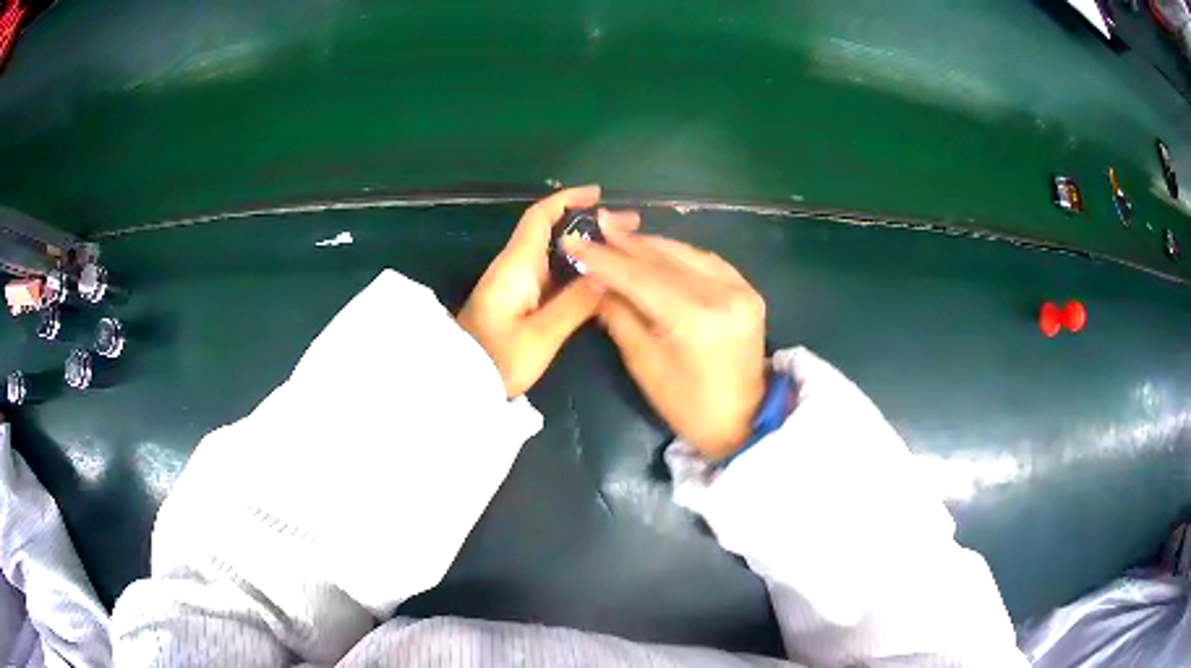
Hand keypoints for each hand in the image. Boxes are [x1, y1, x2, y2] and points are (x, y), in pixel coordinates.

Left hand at [458, 186, 640, 396]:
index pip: (540, 217)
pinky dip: (574, 267)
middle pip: (549, 230)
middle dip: (586, 222)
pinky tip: (597, 277)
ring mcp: (514, 283)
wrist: (461, 382)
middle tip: (626, 227)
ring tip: (619, 248)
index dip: (567, 199)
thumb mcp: (542, 335)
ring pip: (551, 252)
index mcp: (516, 265)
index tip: (597, 194)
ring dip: (583, 245)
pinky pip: (549, 273)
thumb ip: (575, 304)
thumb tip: (607, 275)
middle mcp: (514, 266)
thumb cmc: (498, 360)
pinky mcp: (516, 300)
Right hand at [564, 231, 766, 460]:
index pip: (640, 278)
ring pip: (685, 253)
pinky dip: (677, 254)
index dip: (604, 259)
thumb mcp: (644, 364)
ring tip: (617, 236)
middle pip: (663, 260)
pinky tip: (655, 249)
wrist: (743, 419)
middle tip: (595, 227)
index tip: (574, 243)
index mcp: (696, 319)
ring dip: (649, 245)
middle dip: (625, 245)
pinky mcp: (748, 290)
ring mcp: (741, 289)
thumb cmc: (687, 404)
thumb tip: (595, 280)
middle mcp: (723, 294)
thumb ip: (619, 315)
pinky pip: (706, 261)